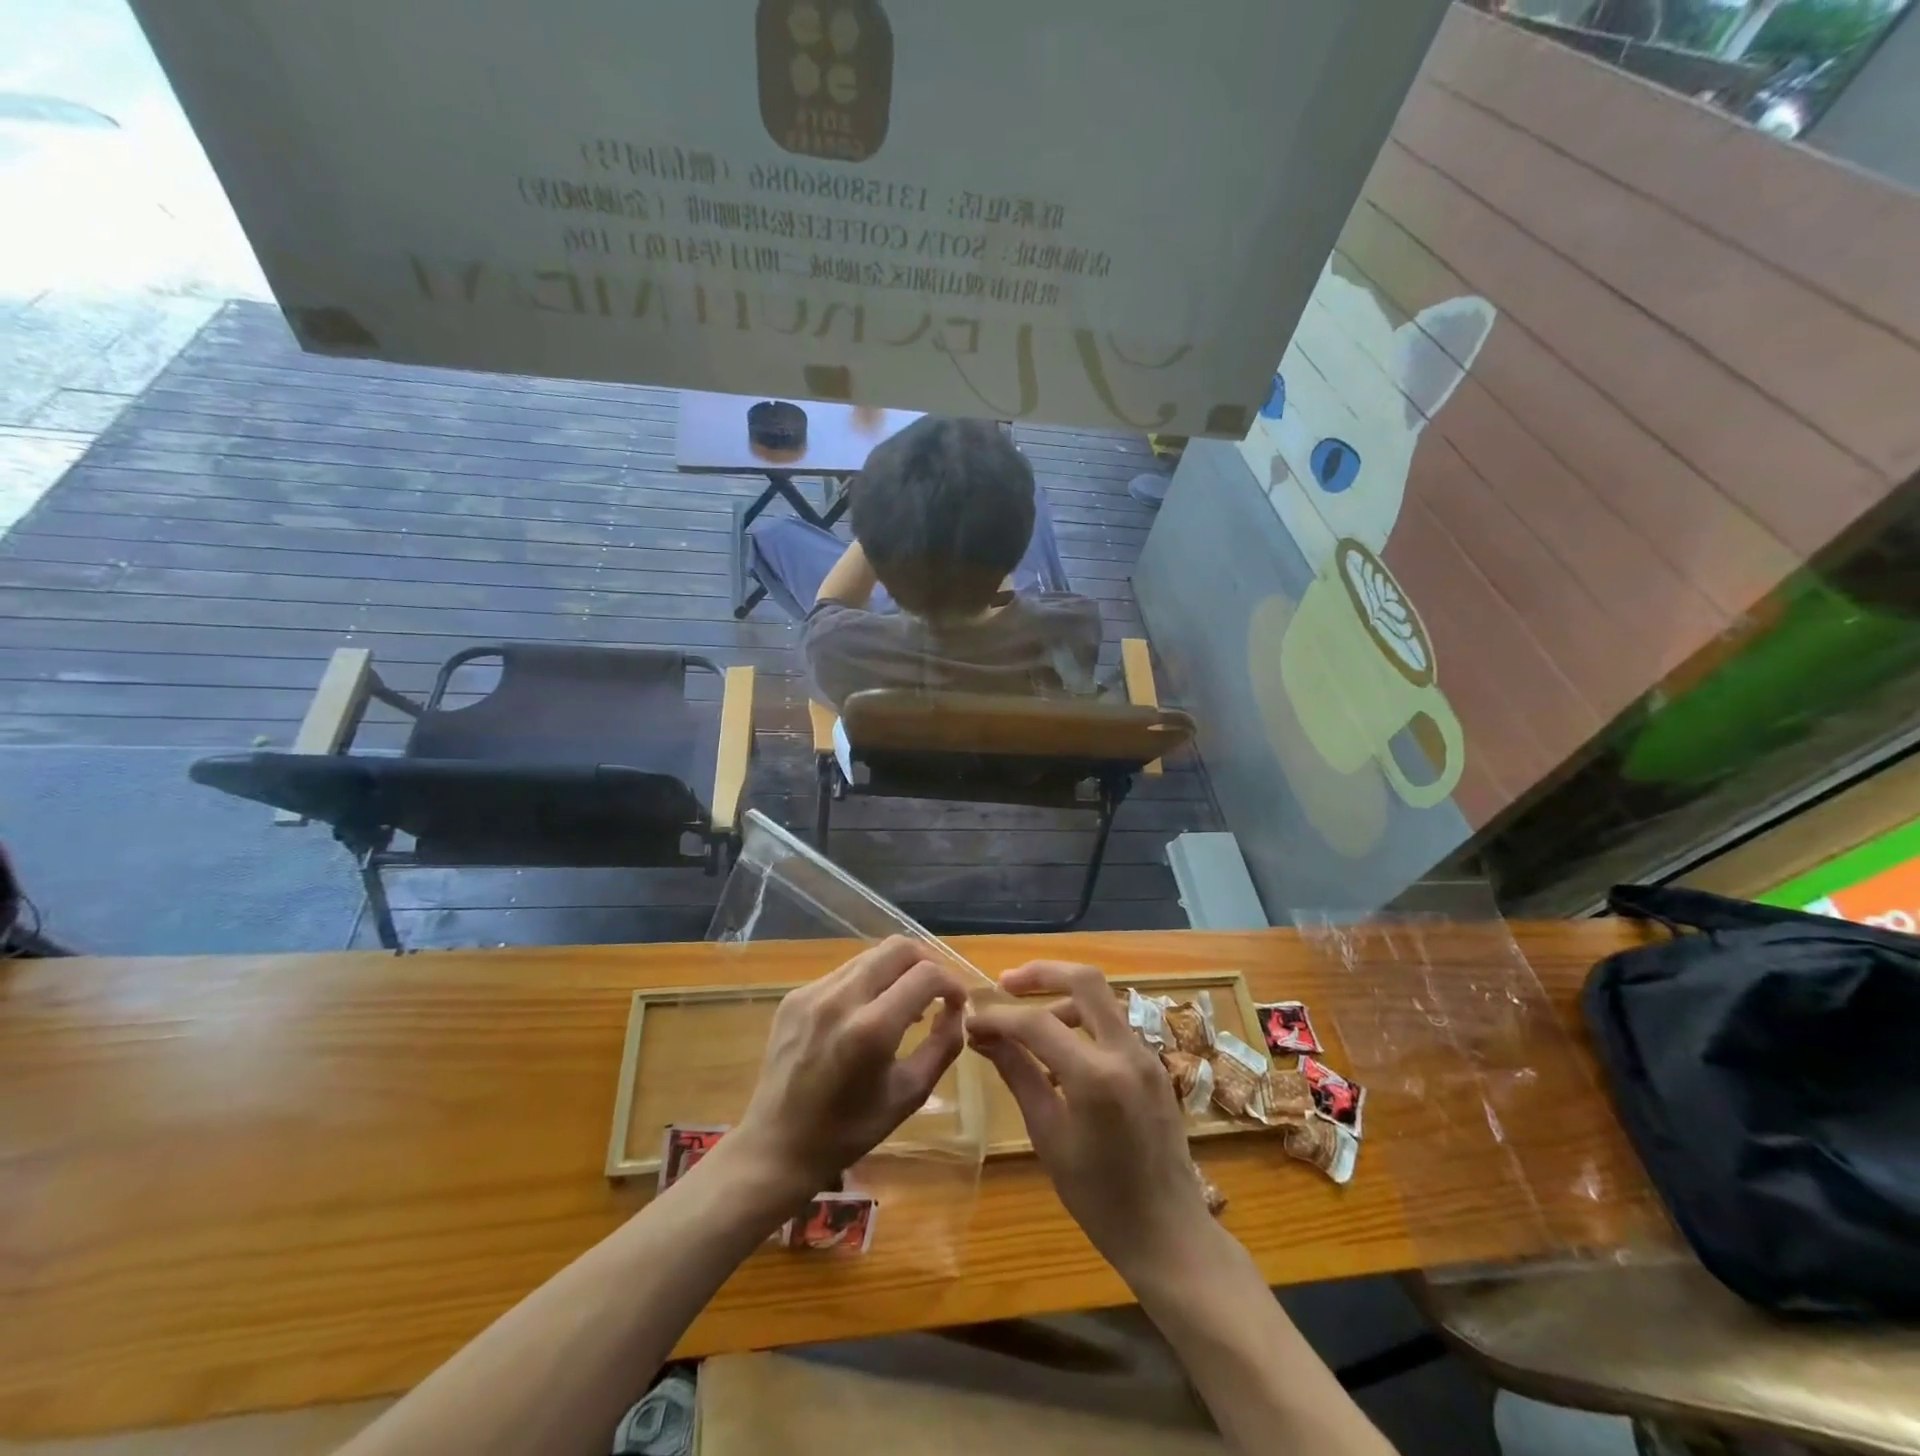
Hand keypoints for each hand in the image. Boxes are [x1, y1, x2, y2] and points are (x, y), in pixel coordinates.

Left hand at [730, 936, 969, 1198]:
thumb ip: (942, 1045)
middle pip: (898, 947)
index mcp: (871, 1028)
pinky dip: (868, 983)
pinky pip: (844, 973)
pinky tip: (868, 1014)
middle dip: (927, 962)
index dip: (952, 983)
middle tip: (937, 991)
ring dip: (897, 971)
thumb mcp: (909, 1095)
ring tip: (904, 1004)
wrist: (776, 1146)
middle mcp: (840, 998)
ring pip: (870, 955)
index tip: (957, 1003)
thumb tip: (956, 1010)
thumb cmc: (849, 1130)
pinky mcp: (795, 996)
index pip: (926, 974)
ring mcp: (812, 992)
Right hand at [967, 961, 1215, 1280]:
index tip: (971, 1021)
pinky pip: (1113, 1026)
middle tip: (1005, 983)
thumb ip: (1018, 1075)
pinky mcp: (1154, 1066)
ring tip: (1027, 1030)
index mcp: (1097, 1076)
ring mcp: (1147, 1056)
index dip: (999, 1017)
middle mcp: (1127, 1052)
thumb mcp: (1049, 1136)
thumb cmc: (1100, 1199)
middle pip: (1084, 981)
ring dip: (1062, 999)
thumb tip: (983, 1036)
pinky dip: (1082, 1024)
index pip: (1037, 1023)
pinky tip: (1060, 1055)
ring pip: (1101, 999)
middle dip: (1041, 973)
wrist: (1169, 1235)